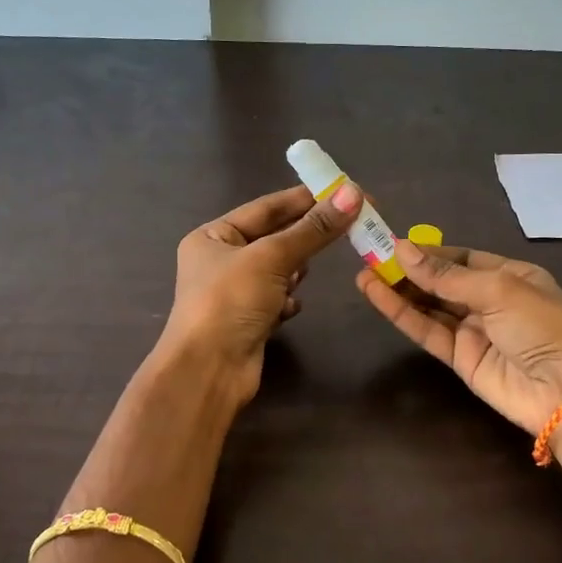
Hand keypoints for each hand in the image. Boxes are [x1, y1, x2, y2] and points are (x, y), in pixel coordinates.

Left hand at [161, 181, 361, 406]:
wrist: (208, 371)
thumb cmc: (230, 301)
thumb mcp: (272, 257)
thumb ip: (313, 228)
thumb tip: (353, 194)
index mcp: (213, 237)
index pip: (265, 208)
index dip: (305, 198)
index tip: (344, 191)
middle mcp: (220, 261)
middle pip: (274, 238)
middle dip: (305, 236)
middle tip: (349, 225)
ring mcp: (234, 294)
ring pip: (278, 271)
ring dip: (294, 271)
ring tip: (306, 273)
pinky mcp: (248, 322)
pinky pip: (276, 301)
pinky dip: (287, 301)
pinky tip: (291, 308)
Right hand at [357, 238, 561, 432]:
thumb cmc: (542, 325)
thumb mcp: (498, 289)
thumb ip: (446, 275)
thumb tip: (401, 250)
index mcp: (510, 275)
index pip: (461, 258)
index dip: (427, 252)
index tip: (392, 245)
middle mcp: (490, 300)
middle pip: (441, 281)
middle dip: (408, 270)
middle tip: (369, 256)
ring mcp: (473, 331)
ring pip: (429, 306)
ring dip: (398, 290)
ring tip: (362, 273)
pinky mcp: (459, 359)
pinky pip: (427, 331)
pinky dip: (402, 314)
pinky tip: (377, 295)